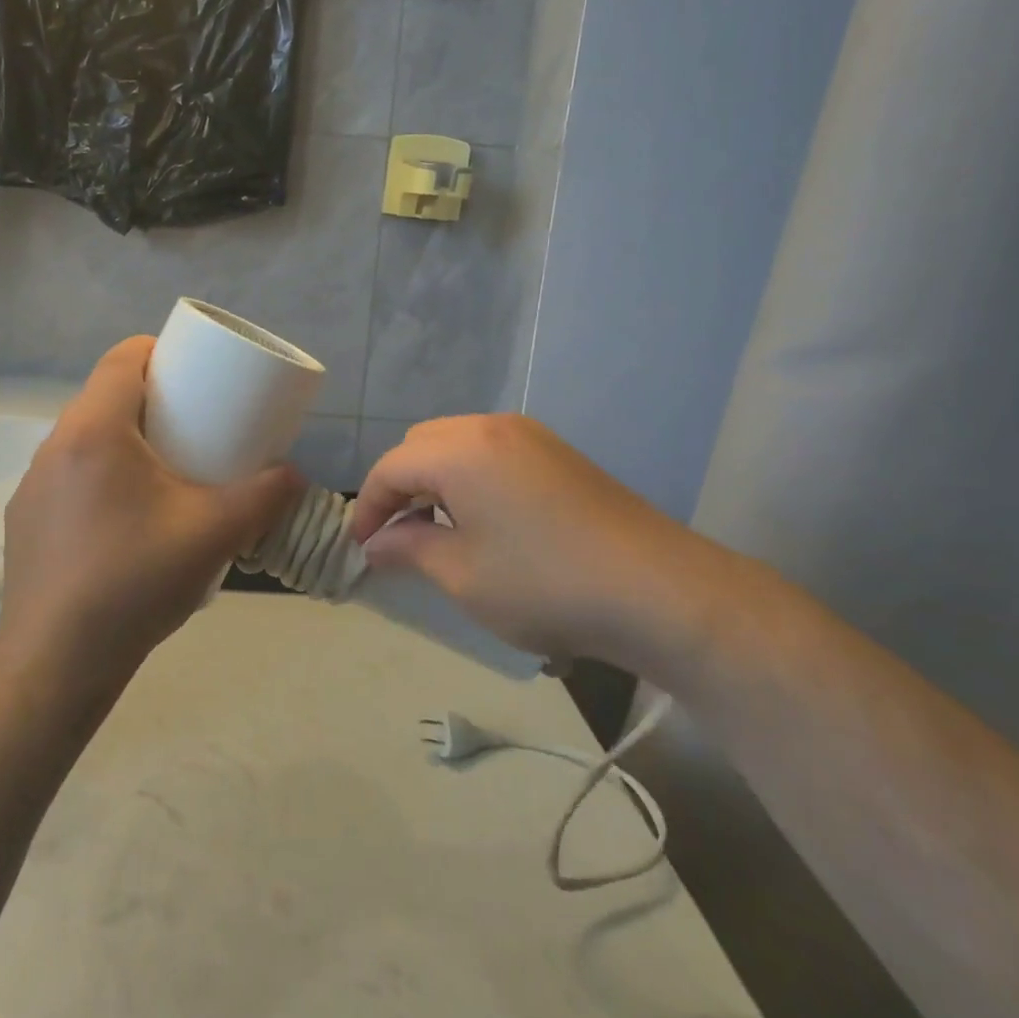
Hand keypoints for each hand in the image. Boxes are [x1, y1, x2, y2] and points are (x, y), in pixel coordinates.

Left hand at [0, 337, 303, 689]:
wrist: (57, 662)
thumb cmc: (135, 581)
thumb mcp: (214, 534)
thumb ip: (264, 497)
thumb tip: (295, 475)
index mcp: (94, 430)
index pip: (122, 358)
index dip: (159, 351)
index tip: (194, 372)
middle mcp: (54, 445)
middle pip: (104, 396)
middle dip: (150, 398)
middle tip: (192, 424)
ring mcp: (33, 484)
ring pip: (85, 437)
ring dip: (123, 438)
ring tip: (163, 471)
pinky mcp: (26, 519)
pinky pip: (68, 474)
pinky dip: (100, 474)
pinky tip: (124, 518)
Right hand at [348, 415, 734, 674]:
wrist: (657, 590)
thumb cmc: (544, 584)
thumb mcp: (462, 575)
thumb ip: (409, 549)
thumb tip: (377, 544)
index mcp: (458, 451)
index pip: (391, 467)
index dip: (368, 507)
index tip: (362, 547)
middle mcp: (489, 427)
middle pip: (420, 444)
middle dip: (399, 486)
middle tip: (398, 535)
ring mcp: (528, 435)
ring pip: (456, 442)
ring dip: (434, 478)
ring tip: (437, 528)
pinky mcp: (556, 451)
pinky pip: (491, 450)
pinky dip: (469, 475)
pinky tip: (484, 517)